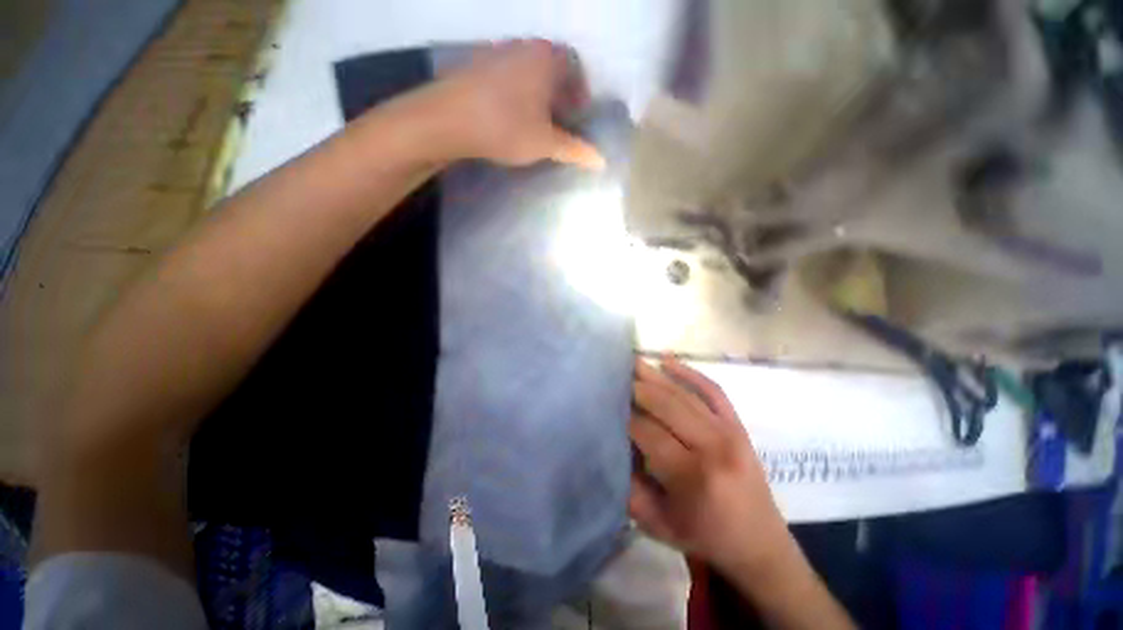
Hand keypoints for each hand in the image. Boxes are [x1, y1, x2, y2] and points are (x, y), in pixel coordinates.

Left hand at [425, 39, 604, 169]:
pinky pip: (508, 76)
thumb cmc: (506, 127)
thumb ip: (575, 150)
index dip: (581, 92)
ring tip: (535, 123)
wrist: (447, 120)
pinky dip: (517, 93)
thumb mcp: (545, 143)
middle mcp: (524, 47)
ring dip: (538, 94)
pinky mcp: (477, 65)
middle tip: (559, 123)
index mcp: (547, 58)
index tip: (578, 116)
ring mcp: (498, 52)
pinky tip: (510, 116)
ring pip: (529, 71)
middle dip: (560, 95)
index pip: (575, 67)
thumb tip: (601, 161)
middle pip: (552, 67)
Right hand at [629, 356, 793, 576]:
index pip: (647, 432)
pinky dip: (689, 372)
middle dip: (637, 388)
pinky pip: (713, 390)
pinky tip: (668, 360)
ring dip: (656, 376)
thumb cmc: (702, 535)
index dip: (625, 416)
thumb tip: (613, 442)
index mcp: (691, 476)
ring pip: (685, 394)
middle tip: (615, 376)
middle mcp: (712, 447)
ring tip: (634, 362)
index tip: (607, 405)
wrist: (758, 543)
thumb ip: (629, 484)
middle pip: (666, 405)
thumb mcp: (655, 522)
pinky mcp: (738, 424)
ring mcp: (729, 431)